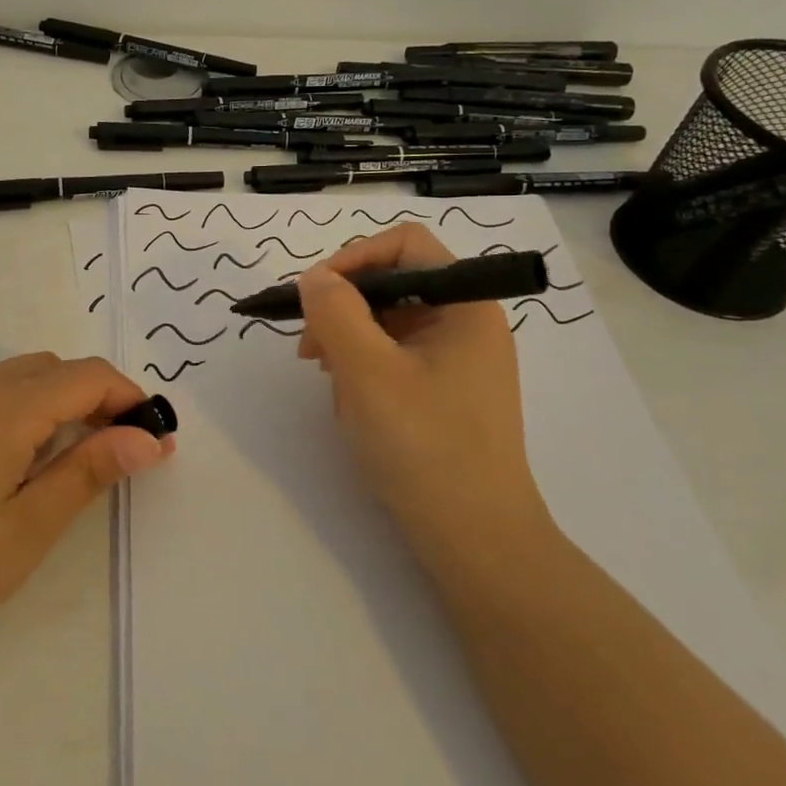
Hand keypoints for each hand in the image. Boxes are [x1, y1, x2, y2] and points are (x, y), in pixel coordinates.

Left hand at [0, 353, 174, 660]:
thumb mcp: (28, 526)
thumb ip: (90, 471)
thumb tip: (147, 437)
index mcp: (6, 405)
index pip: (88, 375)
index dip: (129, 399)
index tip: (153, 440)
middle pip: (56, 369)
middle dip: (96, 399)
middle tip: (115, 455)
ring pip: (22, 376)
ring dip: (58, 402)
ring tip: (66, 463)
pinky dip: (22, 408)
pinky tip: (12, 462)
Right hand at [296, 224, 551, 568]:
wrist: (475, 540)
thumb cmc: (425, 447)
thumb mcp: (367, 372)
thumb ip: (335, 312)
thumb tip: (314, 277)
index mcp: (466, 305)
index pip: (405, 245)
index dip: (354, 258)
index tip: (315, 296)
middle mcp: (467, 324)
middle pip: (393, 283)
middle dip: (344, 308)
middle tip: (310, 350)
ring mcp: (459, 361)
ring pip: (388, 323)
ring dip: (349, 342)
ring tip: (329, 382)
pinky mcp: (446, 392)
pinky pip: (395, 358)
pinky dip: (364, 370)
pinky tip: (352, 405)